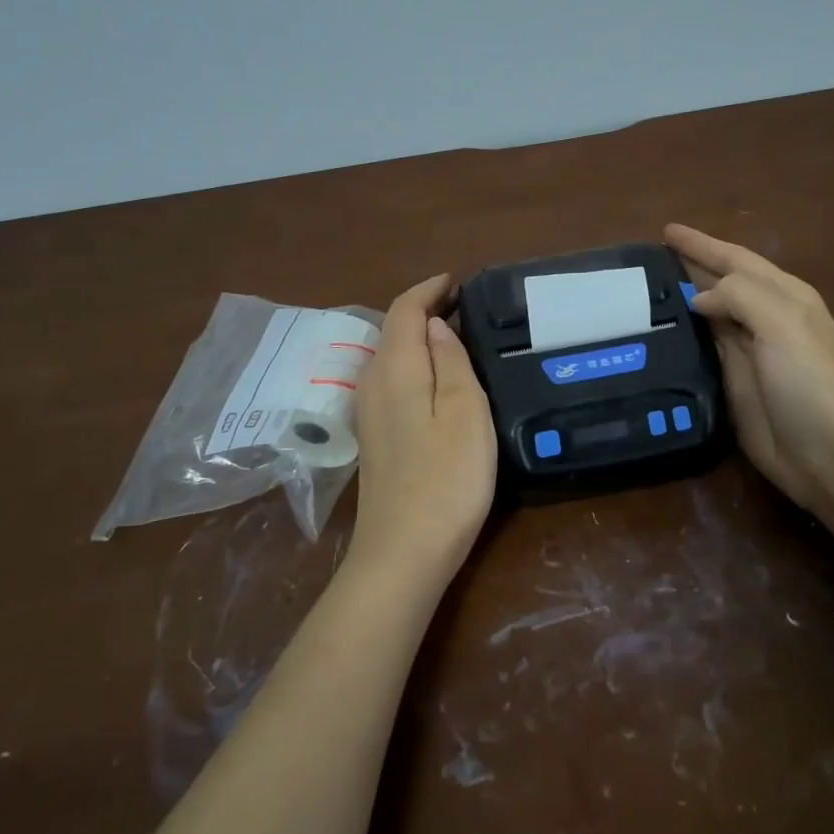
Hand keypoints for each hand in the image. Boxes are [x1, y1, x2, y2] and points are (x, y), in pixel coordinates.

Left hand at [351, 274, 497, 581]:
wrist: (403, 553)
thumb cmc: (446, 477)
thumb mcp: (465, 410)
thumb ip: (451, 360)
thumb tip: (435, 325)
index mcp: (395, 369)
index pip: (404, 310)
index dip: (428, 289)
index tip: (456, 281)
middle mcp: (373, 383)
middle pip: (393, 330)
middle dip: (424, 310)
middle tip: (464, 304)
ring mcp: (369, 413)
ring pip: (391, 356)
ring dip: (419, 337)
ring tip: (456, 334)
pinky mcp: (374, 438)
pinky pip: (392, 381)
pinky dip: (414, 364)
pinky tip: (437, 378)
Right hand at [666, 223, 833, 523]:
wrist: (828, 454)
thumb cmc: (810, 382)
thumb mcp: (783, 323)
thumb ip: (739, 296)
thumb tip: (698, 298)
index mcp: (784, 296)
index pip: (735, 259)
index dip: (701, 244)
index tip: (666, 231)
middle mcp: (764, 318)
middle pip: (720, 282)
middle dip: (690, 265)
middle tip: (648, 257)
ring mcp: (747, 351)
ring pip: (708, 313)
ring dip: (681, 297)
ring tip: (644, 288)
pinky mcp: (732, 382)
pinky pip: (701, 347)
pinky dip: (681, 333)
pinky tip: (658, 330)